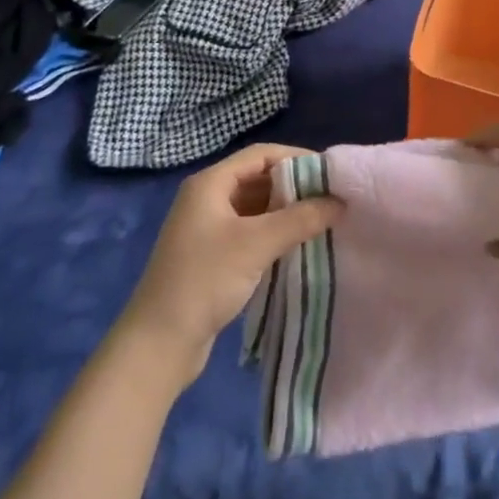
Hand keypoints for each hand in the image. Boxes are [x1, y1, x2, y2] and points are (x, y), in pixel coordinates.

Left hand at [117, 145, 341, 384]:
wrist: (158, 344)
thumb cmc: (205, 280)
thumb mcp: (256, 244)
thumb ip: (300, 219)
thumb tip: (340, 201)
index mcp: (210, 183)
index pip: (261, 154)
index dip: (296, 158)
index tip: (329, 173)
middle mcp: (207, 198)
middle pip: (258, 178)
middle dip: (294, 186)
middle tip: (330, 198)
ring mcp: (207, 228)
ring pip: (255, 207)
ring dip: (285, 212)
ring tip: (321, 220)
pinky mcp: (211, 256)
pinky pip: (249, 232)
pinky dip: (273, 233)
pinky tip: (297, 245)